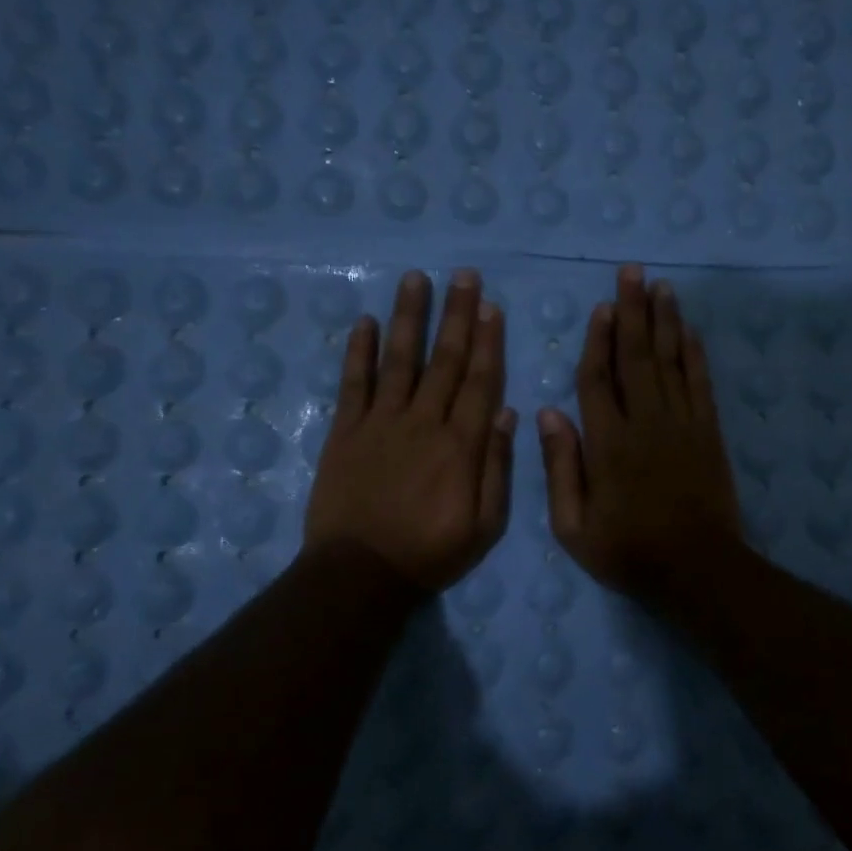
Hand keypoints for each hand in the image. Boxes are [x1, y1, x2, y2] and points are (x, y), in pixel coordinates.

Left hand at [305, 269, 514, 592]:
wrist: (360, 574)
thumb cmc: (431, 553)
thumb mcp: (485, 525)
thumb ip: (496, 467)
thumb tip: (506, 412)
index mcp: (460, 445)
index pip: (478, 381)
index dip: (486, 341)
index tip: (490, 306)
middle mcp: (423, 422)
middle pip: (443, 360)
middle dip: (456, 315)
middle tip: (464, 276)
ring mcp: (380, 423)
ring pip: (399, 360)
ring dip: (408, 317)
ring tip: (416, 279)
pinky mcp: (345, 432)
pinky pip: (353, 383)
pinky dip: (358, 351)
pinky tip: (364, 321)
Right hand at [538, 264, 745, 600]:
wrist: (697, 569)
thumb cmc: (628, 551)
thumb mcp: (573, 526)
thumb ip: (560, 468)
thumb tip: (549, 413)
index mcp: (608, 443)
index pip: (598, 380)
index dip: (598, 341)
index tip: (601, 308)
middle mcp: (645, 422)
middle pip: (637, 357)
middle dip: (633, 312)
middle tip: (632, 273)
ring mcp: (682, 424)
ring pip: (671, 361)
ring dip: (665, 322)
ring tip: (661, 287)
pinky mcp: (709, 433)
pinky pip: (700, 383)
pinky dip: (695, 355)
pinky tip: (690, 331)